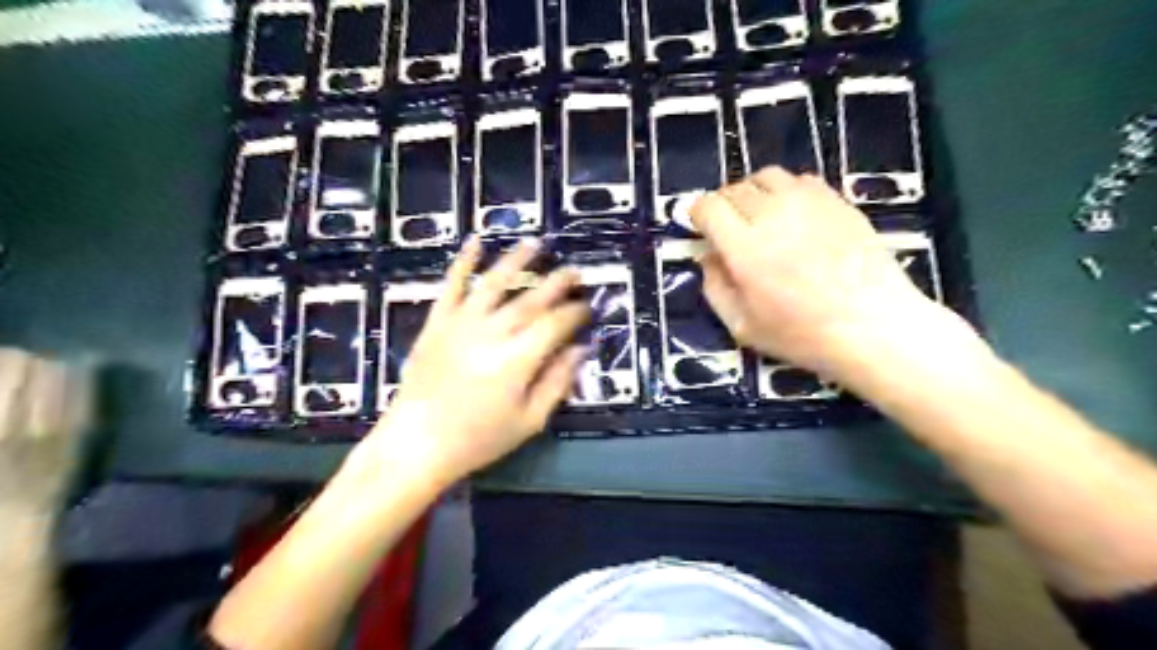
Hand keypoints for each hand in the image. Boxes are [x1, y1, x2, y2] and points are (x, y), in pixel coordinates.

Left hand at [350, 237, 588, 487]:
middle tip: (575, 272)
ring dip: (518, 260)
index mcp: (518, 359)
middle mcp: (492, 332)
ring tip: (536, 244)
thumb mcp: (529, 421)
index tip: (589, 307)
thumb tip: (580, 349)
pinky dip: (463, 261)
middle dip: (557, 282)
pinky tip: (476, 241)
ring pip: (495, 282)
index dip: (576, 312)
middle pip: (532, 299)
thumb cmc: (478, 439)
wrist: (416, 444)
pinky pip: (452, 285)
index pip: (556, 324)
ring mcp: (461, 323)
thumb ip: (558, 382)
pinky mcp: (437, 322)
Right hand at [690, 167, 943, 380]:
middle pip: (735, 188)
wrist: (874, 327)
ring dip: (753, 192)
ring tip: (759, 216)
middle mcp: (773, 214)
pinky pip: (801, 180)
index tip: (701, 228)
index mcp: (744, 247)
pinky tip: (793, 216)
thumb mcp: (742, 326)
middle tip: (728, 228)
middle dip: (723, 205)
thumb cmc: (802, 335)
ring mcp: (809, 203)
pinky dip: (786, 191)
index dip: (698, 214)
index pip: (709, 206)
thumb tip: (707, 257)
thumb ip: (715, 288)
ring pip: (767, 176)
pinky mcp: (838, 201)